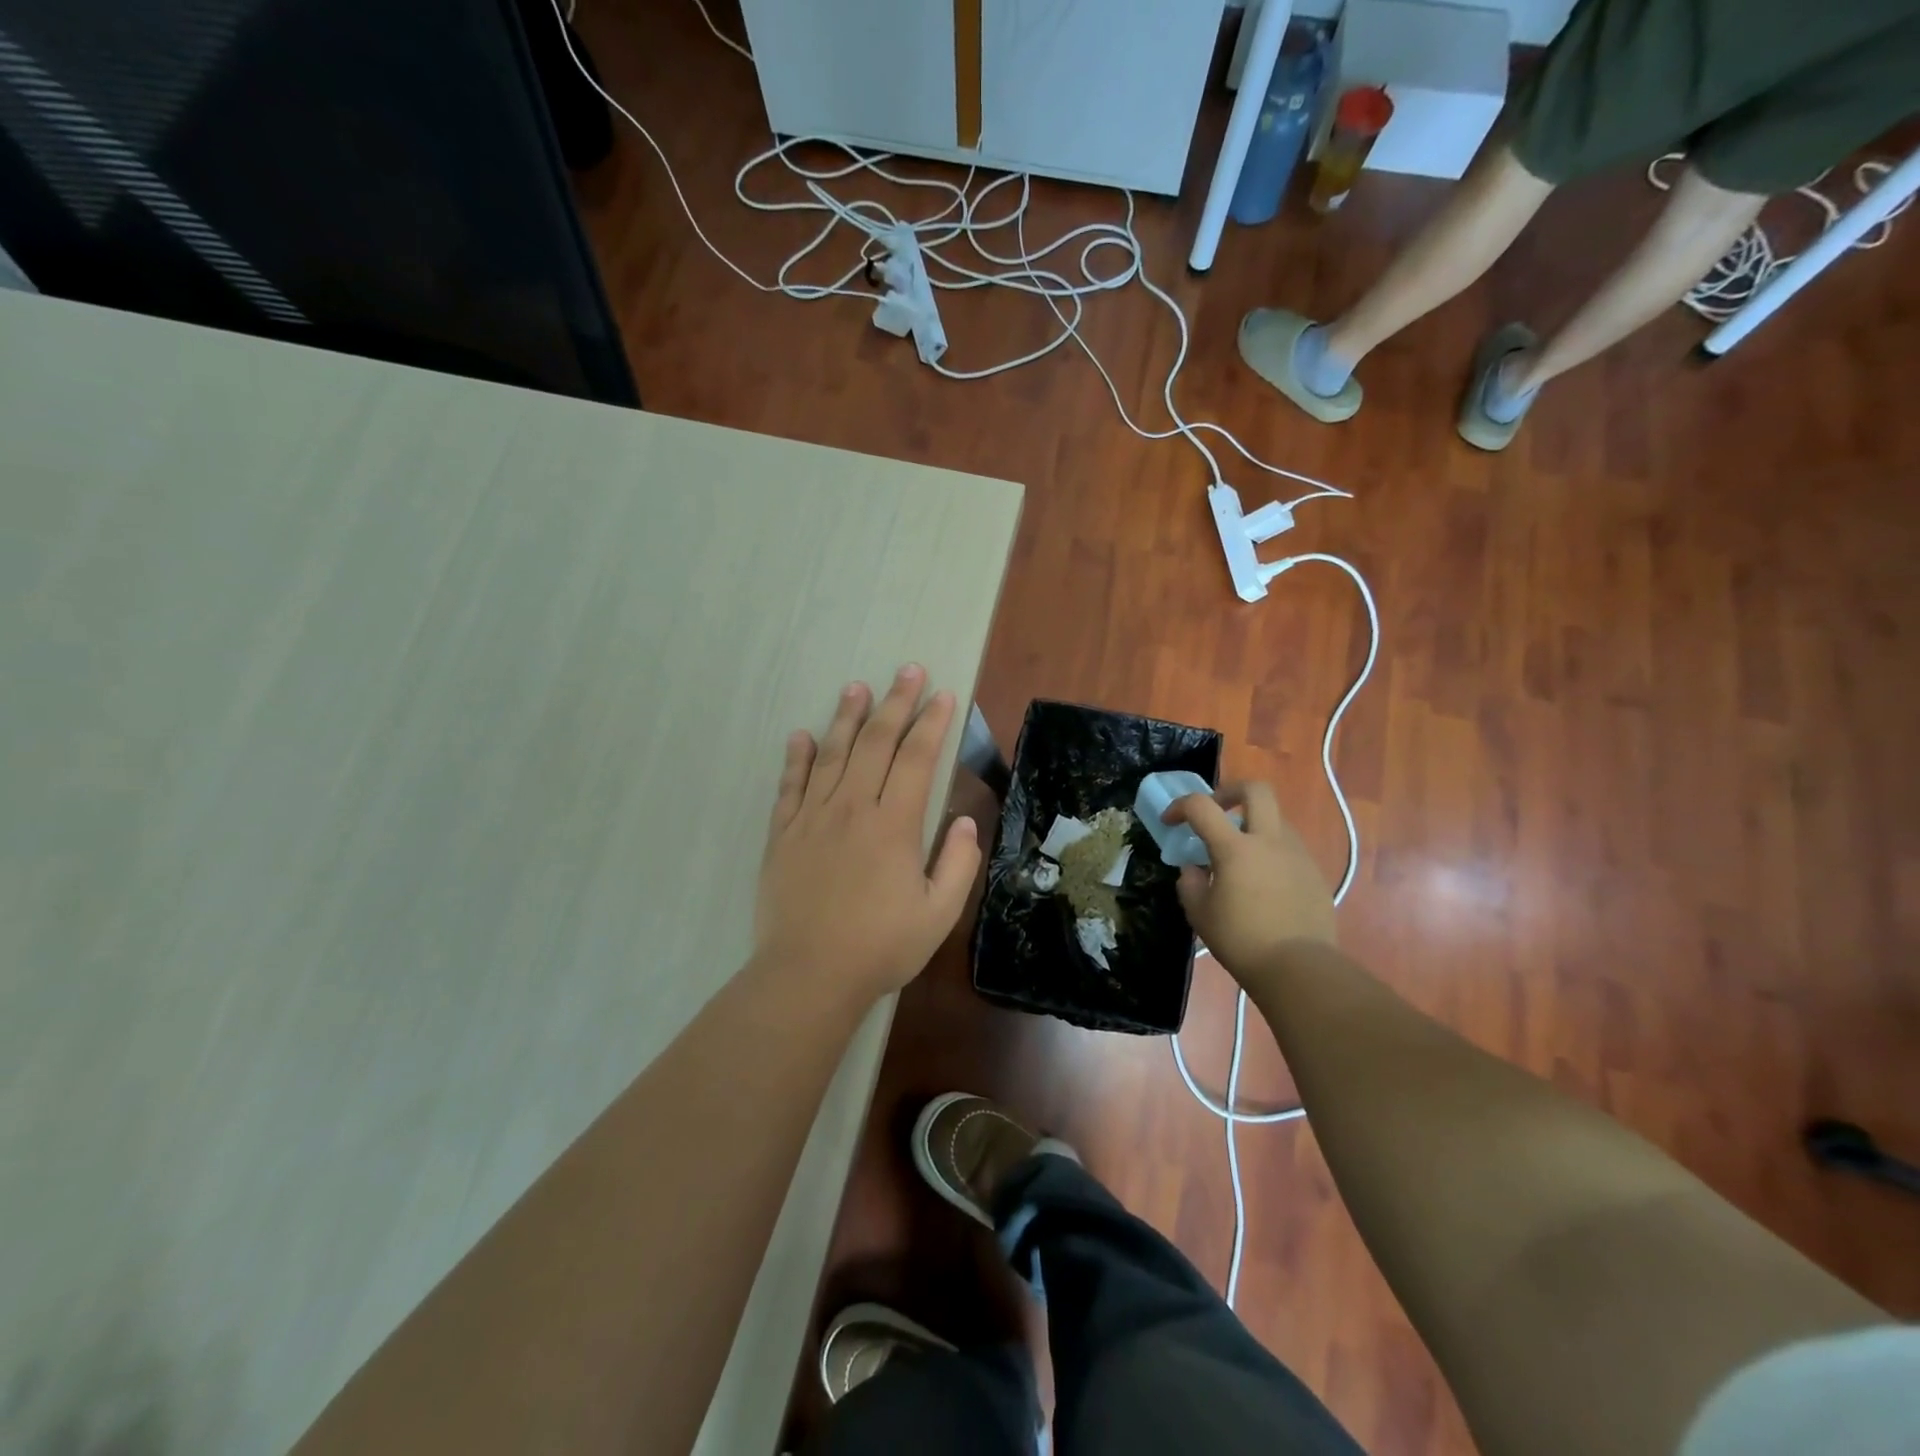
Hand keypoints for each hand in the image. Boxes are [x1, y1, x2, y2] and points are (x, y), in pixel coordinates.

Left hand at [754, 665, 981, 1001]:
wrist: (808, 975)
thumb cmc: (880, 947)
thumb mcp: (938, 914)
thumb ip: (958, 864)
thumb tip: (965, 821)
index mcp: (894, 825)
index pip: (917, 758)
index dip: (932, 723)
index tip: (942, 695)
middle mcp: (852, 808)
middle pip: (875, 743)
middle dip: (895, 703)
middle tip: (907, 670)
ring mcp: (812, 818)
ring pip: (831, 754)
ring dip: (846, 717)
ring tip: (856, 687)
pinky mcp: (782, 835)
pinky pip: (789, 786)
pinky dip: (796, 758)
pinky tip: (800, 736)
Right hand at [1162, 781, 1336, 979]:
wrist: (1300, 969)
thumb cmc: (1242, 941)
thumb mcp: (1200, 915)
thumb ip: (1191, 884)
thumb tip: (1194, 870)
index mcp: (1235, 848)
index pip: (1201, 806)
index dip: (1180, 806)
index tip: (1170, 822)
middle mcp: (1269, 841)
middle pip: (1255, 790)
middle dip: (1230, 792)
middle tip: (1216, 810)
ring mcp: (1297, 855)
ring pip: (1275, 820)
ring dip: (1253, 825)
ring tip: (1239, 856)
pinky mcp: (1314, 873)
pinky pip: (1289, 849)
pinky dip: (1270, 852)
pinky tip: (1263, 883)